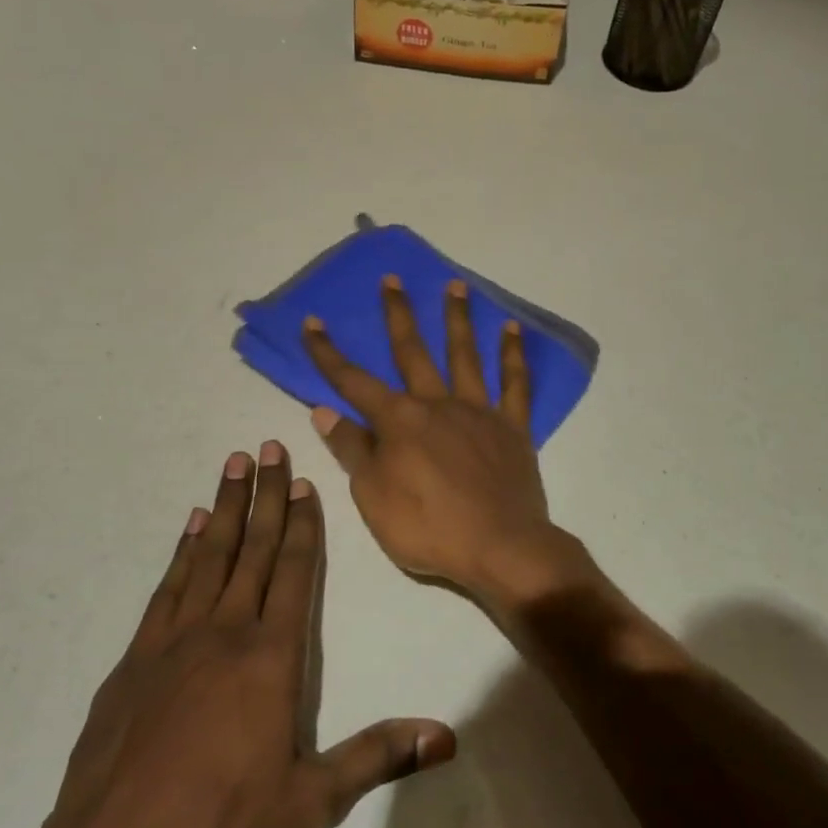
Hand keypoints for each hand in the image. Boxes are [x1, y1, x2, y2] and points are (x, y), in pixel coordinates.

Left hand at [0, 443, 454, 827]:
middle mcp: (224, 633)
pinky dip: (180, 553)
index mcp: (270, 657)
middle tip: (268, 446)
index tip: (304, 481)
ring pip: (206, 557)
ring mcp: (173, 643)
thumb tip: (447, 737)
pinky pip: (166, 589)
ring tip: (232, 465)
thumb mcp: (312, 803)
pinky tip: (186, 529)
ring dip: (222, 508)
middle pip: (251, 549)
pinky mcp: (134, 662)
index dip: (302, 524)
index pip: (293, 572)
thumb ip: (379, 757)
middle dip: (265, 495)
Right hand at [301, 276, 594, 609]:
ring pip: (465, 355)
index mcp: (399, 422)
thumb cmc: (428, 528)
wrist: (501, 547)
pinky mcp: (512, 426)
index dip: (329, 354)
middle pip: (413, 352)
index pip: (353, 382)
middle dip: (398, 315)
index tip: (313, 323)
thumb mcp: (373, 497)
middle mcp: (437, 404)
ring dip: (458, 318)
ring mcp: (478, 411)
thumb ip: (352, 450)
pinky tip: (513, 328)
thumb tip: (325, 411)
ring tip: (455, 285)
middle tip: (392, 279)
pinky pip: (515, 383)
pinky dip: (514, 354)